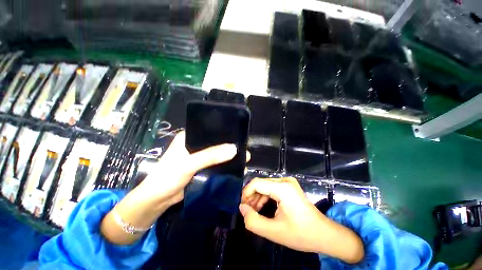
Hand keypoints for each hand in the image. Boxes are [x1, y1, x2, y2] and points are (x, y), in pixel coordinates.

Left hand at [102, 131, 241, 244]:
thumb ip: (210, 156)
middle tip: (244, 147)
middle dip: (228, 145)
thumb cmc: (168, 177)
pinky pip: (214, 163)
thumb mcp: (189, 164)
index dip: (223, 132)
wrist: (157, 200)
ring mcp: (197, 156)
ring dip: (226, 155)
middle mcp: (193, 144)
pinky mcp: (200, 167)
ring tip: (243, 156)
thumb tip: (234, 149)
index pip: (209, 130)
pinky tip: (234, 165)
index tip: (238, 135)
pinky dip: (223, 164)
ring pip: (215, 153)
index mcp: (188, 137)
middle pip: (214, 142)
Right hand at [239, 177, 363, 263]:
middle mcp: (284, 180)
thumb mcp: (274, 232)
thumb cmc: (301, 234)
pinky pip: (271, 188)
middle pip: (260, 184)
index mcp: (282, 188)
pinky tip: (262, 208)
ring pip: (265, 186)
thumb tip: (242, 208)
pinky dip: (265, 197)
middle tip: (247, 212)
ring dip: (257, 197)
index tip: (242, 207)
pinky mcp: (289, 187)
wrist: (324, 234)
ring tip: (253, 212)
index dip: (246, 193)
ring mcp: (288, 182)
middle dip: (251, 197)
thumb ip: (253, 221)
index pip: (256, 183)